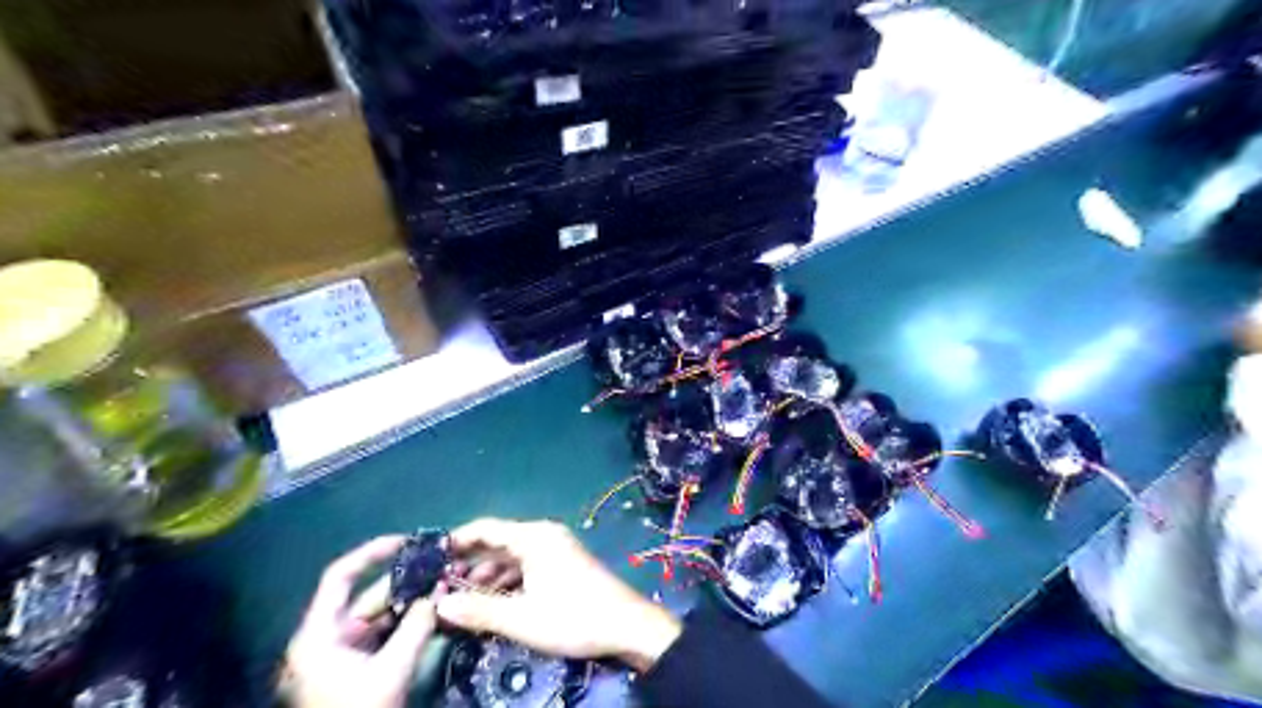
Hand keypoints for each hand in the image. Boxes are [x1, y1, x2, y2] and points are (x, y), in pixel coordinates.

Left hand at [283, 538, 438, 707]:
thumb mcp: (389, 673)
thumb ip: (416, 628)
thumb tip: (441, 591)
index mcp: (319, 633)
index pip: (341, 576)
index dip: (372, 553)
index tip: (408, 541)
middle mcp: (328, 636)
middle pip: (369, 595)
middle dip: (408, 581)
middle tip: (442, 566)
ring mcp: (344, 653)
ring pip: (383, 614)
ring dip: (414, 601)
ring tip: (446, 584)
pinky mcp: (359, 667)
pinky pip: (387, 633)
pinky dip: (410, 622)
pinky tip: (436, 611)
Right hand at [434, 517, 681, 670]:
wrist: (626, 626)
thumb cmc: (573, 617)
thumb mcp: (521, 618)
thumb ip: (478, 611)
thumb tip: (438, 606)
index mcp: (534, 537)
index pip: (486, 529)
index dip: (456, 541)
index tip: (429, 557)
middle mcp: (543, 536)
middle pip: (497, 543)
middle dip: (468, 563)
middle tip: (438, 585)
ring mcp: (555, 550)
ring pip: (510, 558)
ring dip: (486, 576)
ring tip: (459, 599)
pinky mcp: (561, 565)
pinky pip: (525, 567)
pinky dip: (505, 582)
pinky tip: (490, 603)